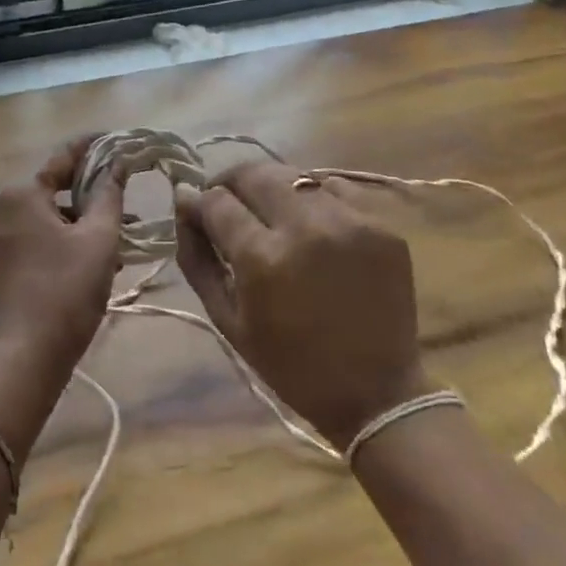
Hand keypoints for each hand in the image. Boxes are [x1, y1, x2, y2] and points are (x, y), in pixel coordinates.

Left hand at [0, 136, 125, 364]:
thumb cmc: (67, 288)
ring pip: (48, 218)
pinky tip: (93, 258)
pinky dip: (64, 241)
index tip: (117, 141)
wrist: (28, 353)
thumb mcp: (99, 238)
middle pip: (54, 190)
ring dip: (81, 223)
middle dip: (91, 195)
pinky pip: (37, 239)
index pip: (63, 158)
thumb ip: (108, 195)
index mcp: (21, 194)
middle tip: (126, 200)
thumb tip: (116, 165)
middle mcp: (1, 208)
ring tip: (119, 237)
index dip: (92, 148)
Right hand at [175, 160, 427, 448]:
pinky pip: (334, 189)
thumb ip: (196, 255)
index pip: (217, 200)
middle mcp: (307, 227)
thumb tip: (183, 200)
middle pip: (254, 172)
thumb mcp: (226, 318)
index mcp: (263, 258)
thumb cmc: (288, 363)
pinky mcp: (382, 225)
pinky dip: (313, 198)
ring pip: (294, 175)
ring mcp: (351, 221)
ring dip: (271, 188)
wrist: (374, 392)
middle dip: (231, 183)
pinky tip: (311, 225)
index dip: (199, 202)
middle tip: (228, 205)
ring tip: (269, 215)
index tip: (197, 212)